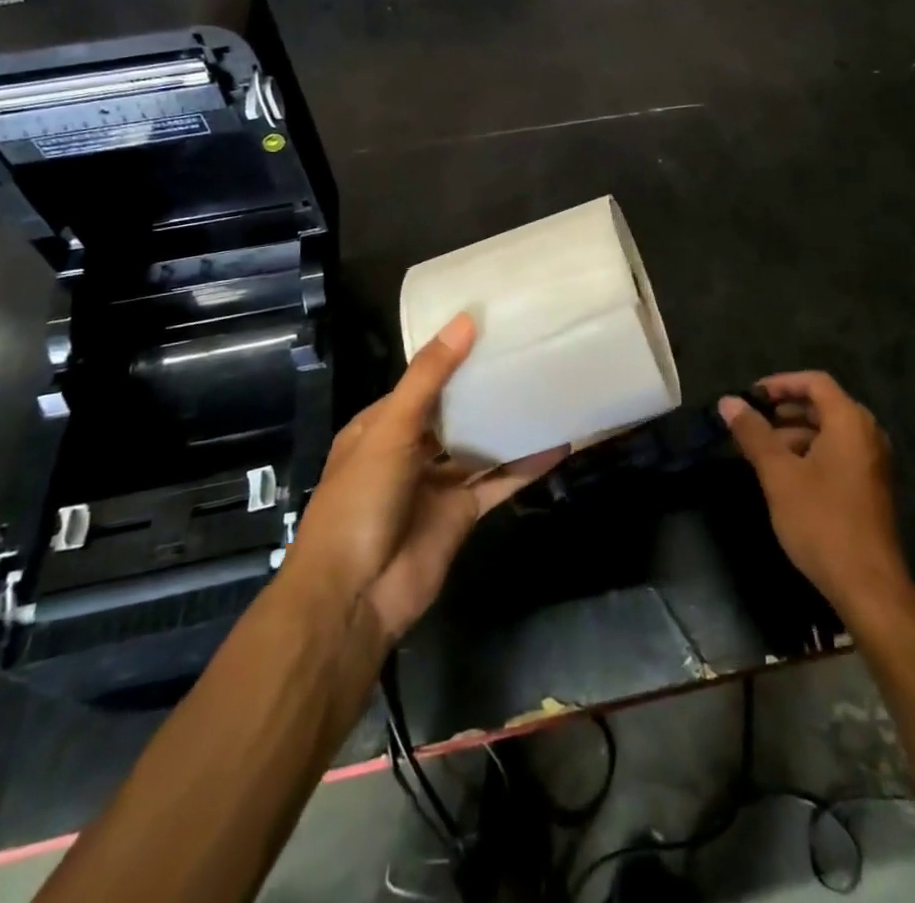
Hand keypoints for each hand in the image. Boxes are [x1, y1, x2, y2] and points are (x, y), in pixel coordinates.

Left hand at [288, 313, 565, 644]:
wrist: (355, 595)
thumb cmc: (361, 500)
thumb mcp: (390, 429)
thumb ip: (429, 377)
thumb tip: (465, 319)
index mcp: (382, 426)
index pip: (423, 382)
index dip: (453, 358)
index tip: (492, 329)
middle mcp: (410, 451)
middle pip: (454, 413)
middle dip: (485, 390)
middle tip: (531, 355)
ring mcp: (437, 484)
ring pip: (480, 447)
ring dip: (508, 426)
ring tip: (549, 391)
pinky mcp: (462, 514)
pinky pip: (498, 482)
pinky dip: (526, 466)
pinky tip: (559, 444)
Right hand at [720, 372, 911, 621]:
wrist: (868, 586)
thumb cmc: (821, 521)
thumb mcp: (778, 474)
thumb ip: (753, 433)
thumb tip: (728, 402)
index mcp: (849, 422)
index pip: (814, 382)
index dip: (780, 383)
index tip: (749, 396)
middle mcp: (867, 434)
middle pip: (822, 404)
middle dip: (783, 409)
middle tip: (749, 422)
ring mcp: (872, 462)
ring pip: (828, 431)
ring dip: (793, 433)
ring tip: (759, 450)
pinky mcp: (870, 486)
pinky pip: (837, 453)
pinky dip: (809, 452)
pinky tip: (783, 474)